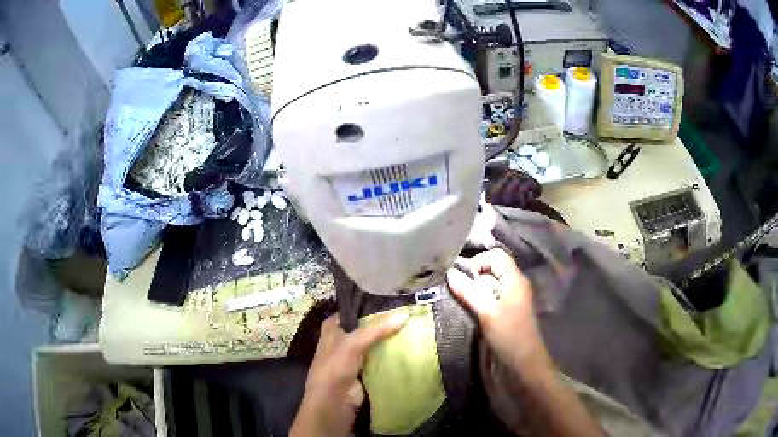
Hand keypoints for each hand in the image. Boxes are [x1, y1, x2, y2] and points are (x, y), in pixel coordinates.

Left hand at [290, 312, 408, 436]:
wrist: (335, 399)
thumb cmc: (336, 365)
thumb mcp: (354, 342)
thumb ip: (378, 329)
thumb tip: (406, 315)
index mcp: (332, 328)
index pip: (352, 311)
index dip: (368, 307)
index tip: (391, 301)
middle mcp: (342, 339)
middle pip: (365, 328)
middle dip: (382, 324)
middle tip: (406, 314)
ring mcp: (353, 356)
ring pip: (373, 343)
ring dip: (388, 340)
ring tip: (412, 327)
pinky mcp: (364, 370)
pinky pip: (379, 358)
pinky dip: (390, 355)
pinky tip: (407, 347)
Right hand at [447, 248, 546, 370]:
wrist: (524, 364)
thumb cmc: (509, 336)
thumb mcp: (487, 313)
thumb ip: (469, 292)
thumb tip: (450, 273)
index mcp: (514, 280)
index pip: (495, 255)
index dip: (477, 261)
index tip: (462, 278)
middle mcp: (515, 285)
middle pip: (492, 269)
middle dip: (473, 277)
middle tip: (456, 292)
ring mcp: (512, 299)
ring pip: (490, 285)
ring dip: (474, 291)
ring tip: (460, 302)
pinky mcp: (507, 312)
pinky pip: (491, 298)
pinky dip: (479, 301)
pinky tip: (469, 312)